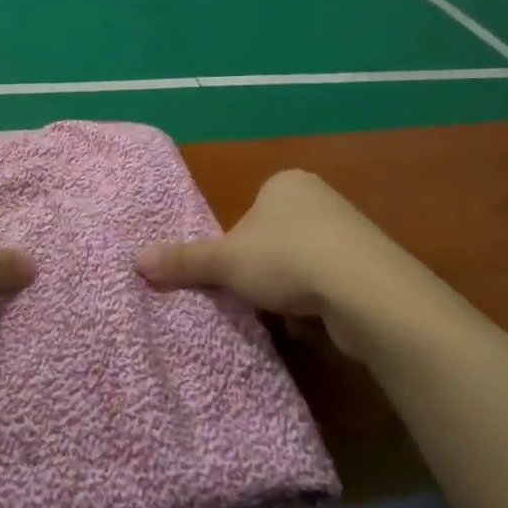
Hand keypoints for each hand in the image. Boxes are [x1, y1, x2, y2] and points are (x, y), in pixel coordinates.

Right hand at [136, 169, 451, 356]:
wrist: (369, 293)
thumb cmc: (288, 260)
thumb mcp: (226, 261)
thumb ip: (184, 261)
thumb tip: (134, 260)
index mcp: (286, 183)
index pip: (247, 215)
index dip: (236, 248)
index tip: (236, 274)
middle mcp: (320, 198)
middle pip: (273, 241)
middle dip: (263, 272)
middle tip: (255, 297)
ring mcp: (351, 232)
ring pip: (301, 265)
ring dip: (289, 292)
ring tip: (286, 314)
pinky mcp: (372, 267)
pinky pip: (331, 284)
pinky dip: (318, 304)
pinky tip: (315, 324)